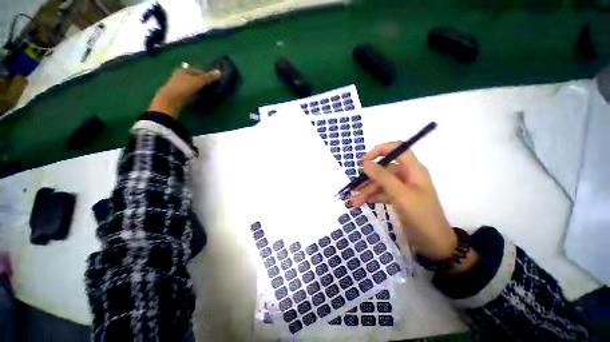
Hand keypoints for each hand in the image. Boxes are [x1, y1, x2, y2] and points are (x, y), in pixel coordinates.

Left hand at [148, 68, 220, 118]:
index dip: (206, 75)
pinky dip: (195, 93)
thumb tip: (220, 72)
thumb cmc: (184, 87)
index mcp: (183, 70)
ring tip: (206, 92)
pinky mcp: (178, 93)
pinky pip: (189, 91)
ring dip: (199, 87)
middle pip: (194, 77)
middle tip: (211, 87)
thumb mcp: (198, 81)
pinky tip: (199, 96)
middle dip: (202, 81)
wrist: (171, 100)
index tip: (213, 81)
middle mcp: (179, 75)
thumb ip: (209, 77)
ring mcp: (178, 85)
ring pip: (191, 85)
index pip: (197, 71)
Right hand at [348, 143, 457, 261]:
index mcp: (413, 170)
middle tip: (354, 188)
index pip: (397, 149)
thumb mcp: (400, 194)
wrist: (434, 244)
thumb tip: (364, 163)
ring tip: (354, 201)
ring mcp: (402, 188)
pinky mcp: (398, 199)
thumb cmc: (421, 216)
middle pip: (384, 170)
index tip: (364, 161)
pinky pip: (382, 193)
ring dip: (367, 191)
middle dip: (368, 179)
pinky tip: (363, 202)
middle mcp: (407, 176)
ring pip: (380, 183)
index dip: (380, 150)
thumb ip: (382, 177)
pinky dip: (372, 197)